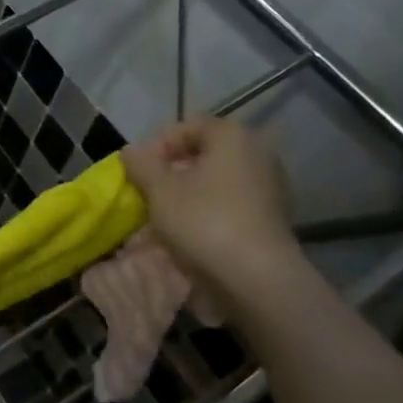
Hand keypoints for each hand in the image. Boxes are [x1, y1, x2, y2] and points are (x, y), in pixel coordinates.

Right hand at [122, 117, 298, 292]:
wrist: (256, 276)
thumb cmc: (203, 221)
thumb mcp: (159, 190)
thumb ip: (141, 165)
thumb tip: (130, 151)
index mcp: (232, 136)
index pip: (188, 126)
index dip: (158, 145)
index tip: (140, 171)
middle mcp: (257, 151)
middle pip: (205, 152)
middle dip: (173, 169)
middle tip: (150, 191)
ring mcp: (269, 183)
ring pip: (217, 177)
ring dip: (189, 190)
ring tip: (166, 213)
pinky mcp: (272, 213)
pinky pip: (231, 199)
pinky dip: (209, 207)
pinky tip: (191, 229)